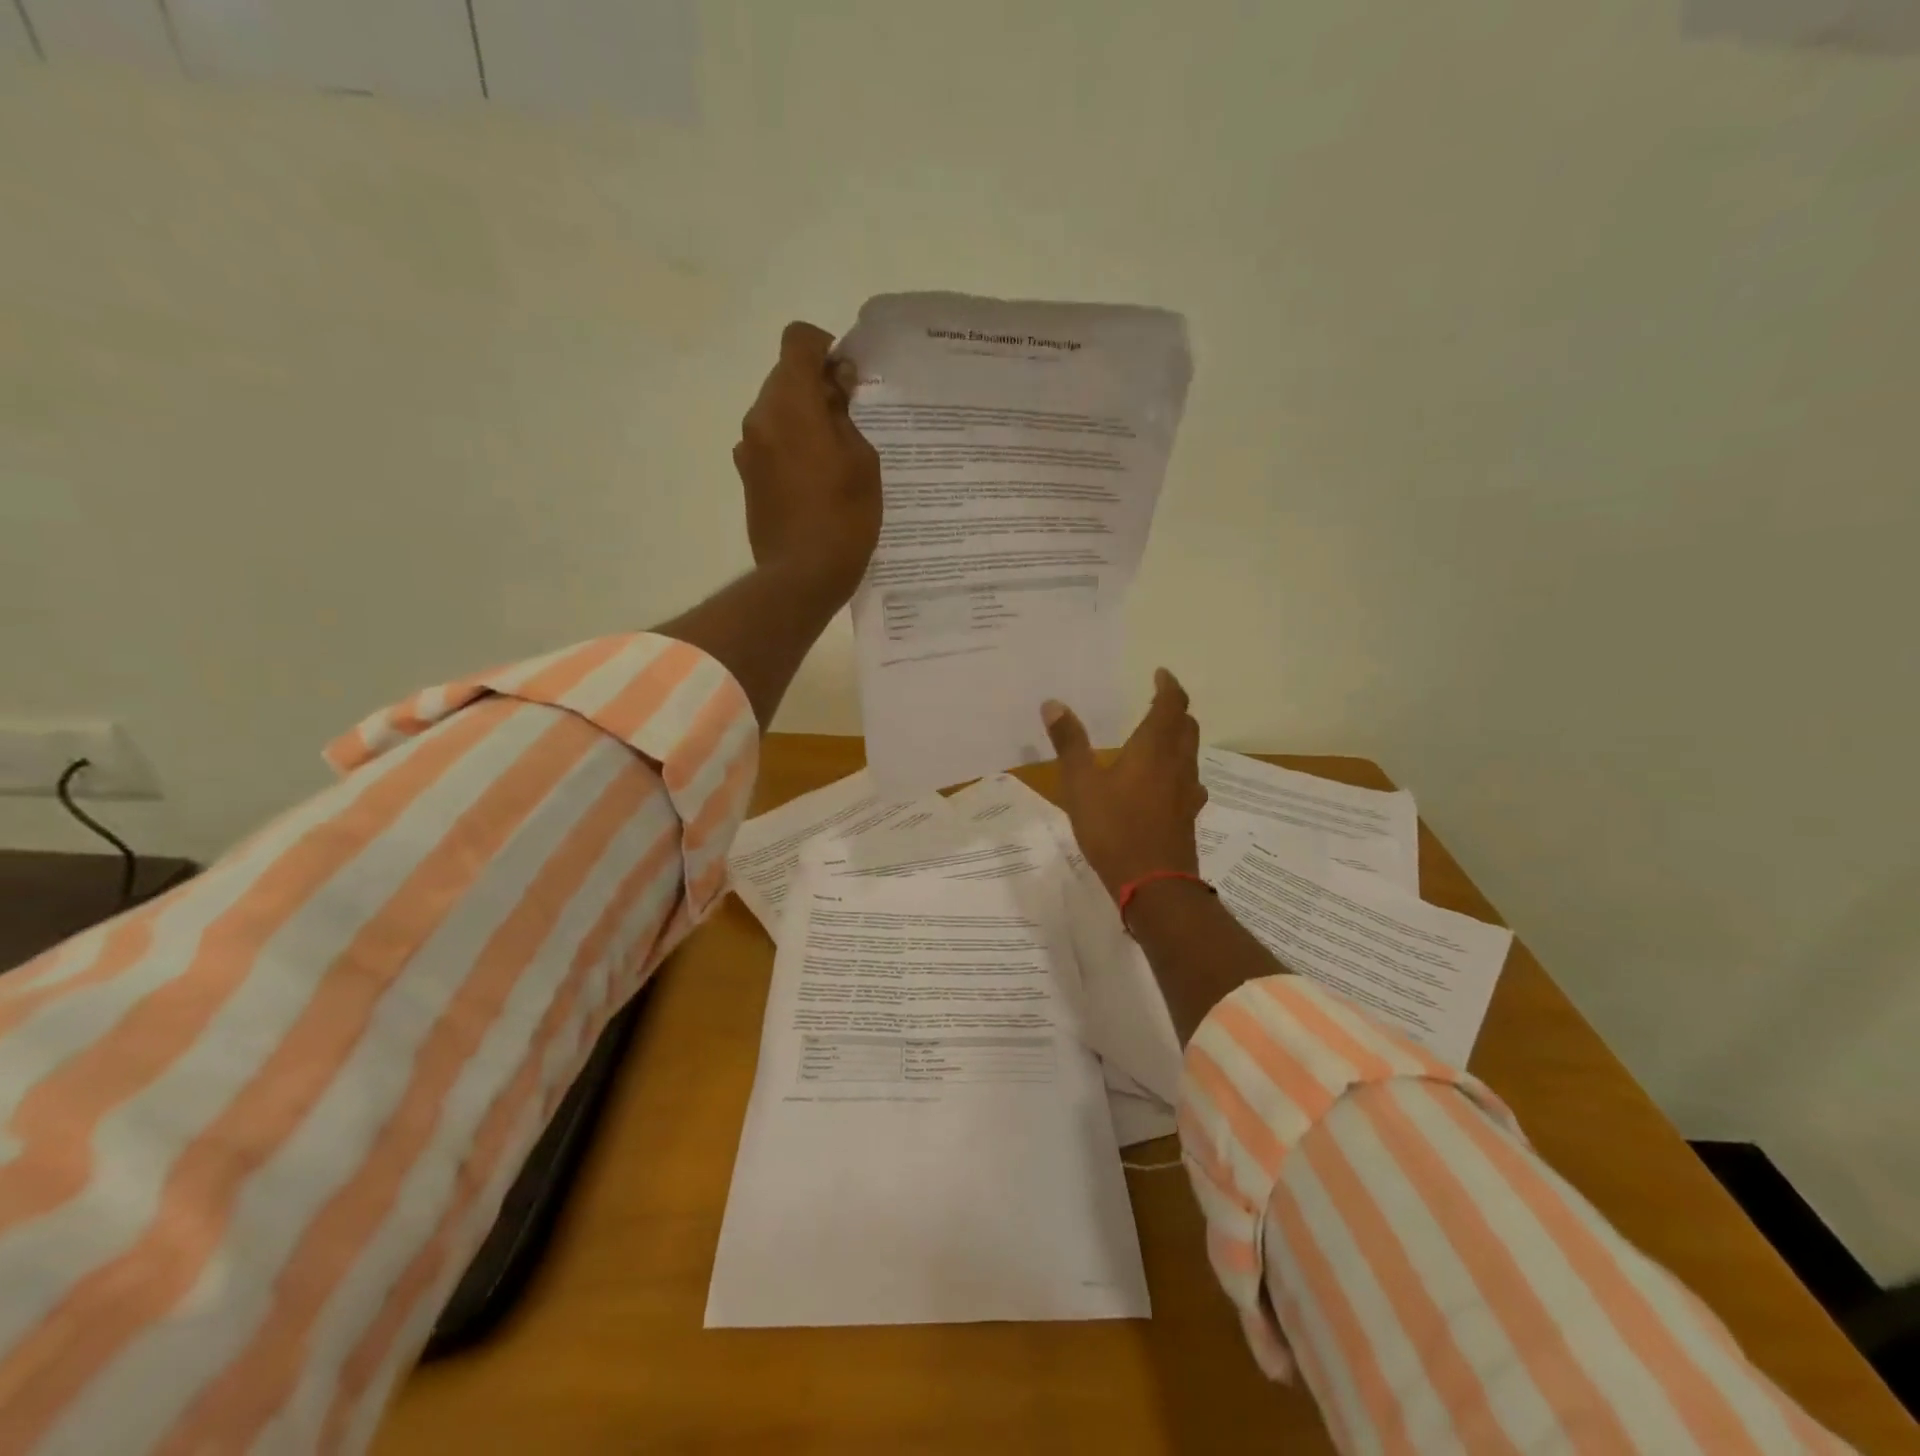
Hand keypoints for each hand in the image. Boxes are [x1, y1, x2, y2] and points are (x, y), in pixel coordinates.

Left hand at [734, 320, 882, 604]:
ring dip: (804, 420)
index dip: (825, 348)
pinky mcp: (748, 478)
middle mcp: (760, 418)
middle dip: (817, 388)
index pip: (798, 342)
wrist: (802, 577)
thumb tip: (836, 386)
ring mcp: (748, 450)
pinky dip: (792, 447)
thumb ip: (846, 414)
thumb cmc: (843, 518)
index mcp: (790, 404)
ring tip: (836, 456)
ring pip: (777, 412)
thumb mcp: (862, 461)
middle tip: (851, 421)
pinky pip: (771, 444)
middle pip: (785, 377)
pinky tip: (817, 481)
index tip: (848, 377)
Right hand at [1041, 669, 1207, 901]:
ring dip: (1179, 739)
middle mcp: (1177, 765)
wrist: (1154, 885)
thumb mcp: (1081, 784)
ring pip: (1190, 755)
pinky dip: (1178, 770)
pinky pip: (1188, 782)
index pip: (1171, 705)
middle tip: (1159, 702)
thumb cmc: (1114, 828)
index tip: (1161, 673)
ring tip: (1159, 739)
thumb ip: (1069, 743)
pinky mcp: (1187, 817)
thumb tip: (1053, 703)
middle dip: (1175, 710)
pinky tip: (1165, 785)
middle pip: (1186, 727)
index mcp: (1154, 749)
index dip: (1168, 686)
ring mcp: (1187, 793)